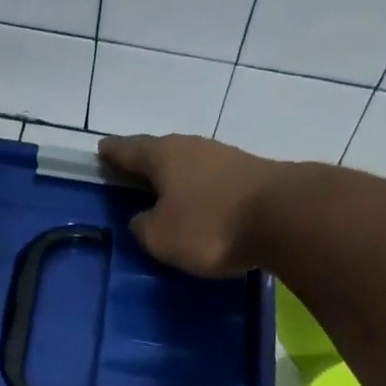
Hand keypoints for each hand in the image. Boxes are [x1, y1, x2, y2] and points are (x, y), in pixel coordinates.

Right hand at [99, 134, 286, 277]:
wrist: (283, 217)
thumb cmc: (209, 225)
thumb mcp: (161, 237)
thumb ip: (143, 227)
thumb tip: (142, 218)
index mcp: (164, 156)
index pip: (130, 150)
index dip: (114, 152)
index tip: (102, 148)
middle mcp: (194, 148)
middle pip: (162, 153)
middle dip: (146, 163)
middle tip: (131, 171)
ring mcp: (226, 159)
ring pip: (190, 166)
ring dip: (177, 178)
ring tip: (165, 192)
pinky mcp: (251, 177)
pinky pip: (213, 182)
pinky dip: (200, 191)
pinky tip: (200, 203)